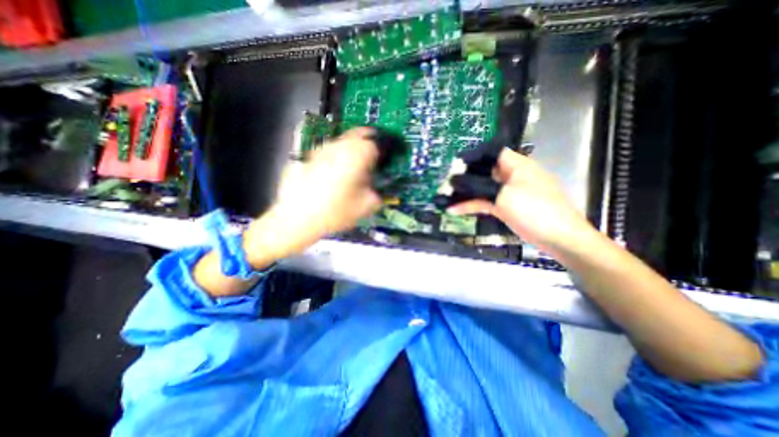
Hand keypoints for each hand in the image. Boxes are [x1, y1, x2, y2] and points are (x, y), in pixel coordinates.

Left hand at [242, 126, 378, 262]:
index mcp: (356, 155)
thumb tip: (377, 190)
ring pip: (342, 142)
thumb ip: (377, 195)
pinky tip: (332, 173)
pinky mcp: (308, 157)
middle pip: (358, 135)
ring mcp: (321, 150)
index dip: (381, 152)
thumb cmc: (336, 212)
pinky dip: (335, 157)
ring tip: (351, 167)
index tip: (381, 161)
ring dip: (350, 149)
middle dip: (366, 144)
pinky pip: (328, 151)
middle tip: (370, 159)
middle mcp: (339, 147)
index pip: (375, 144)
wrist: (298, 218)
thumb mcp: (366, 207)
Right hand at [445, 149, 596, 253]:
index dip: (475, 155)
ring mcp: (510, 193)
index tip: (456, 163)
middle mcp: (513, 176)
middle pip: (486, 171)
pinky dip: (473, 205)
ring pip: (484, 188)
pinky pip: (487, 202)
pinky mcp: (507, 207)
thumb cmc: (533, 209)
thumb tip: (455, 181)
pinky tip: (455, 209)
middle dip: (466, 175)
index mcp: (518, 165)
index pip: (494, 153)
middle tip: (447, 181)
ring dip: (467, 192)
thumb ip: (478, 187)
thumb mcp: (503, 195)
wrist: (558, 237)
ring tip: (446, 195)